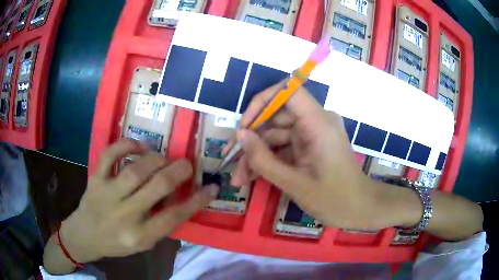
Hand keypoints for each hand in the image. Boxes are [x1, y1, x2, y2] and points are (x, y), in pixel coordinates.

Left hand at [58, 140, 217, 263]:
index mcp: (140, 235)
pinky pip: (110, 155)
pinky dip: (126, 145)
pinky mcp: (95, 179)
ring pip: (136, 170)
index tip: (212, 188)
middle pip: (157, 187)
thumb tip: (181, 199)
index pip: (174, 216)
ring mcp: (107, 194)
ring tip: (164, 158)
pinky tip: (139, 145)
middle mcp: (125, 215)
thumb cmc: (117, 242)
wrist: (85, 235)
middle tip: (187, 164)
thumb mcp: (143, 243)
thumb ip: (161, 224)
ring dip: (156, 159)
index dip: (197, 201)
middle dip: (178, 172)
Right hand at [231, 83, 406, 230]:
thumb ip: (263, 160)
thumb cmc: (334, 199)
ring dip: (257, 155)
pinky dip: (269, 160)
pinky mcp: (310, 146)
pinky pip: (284, 146)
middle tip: (232, 163)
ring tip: (239, 179)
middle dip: (253, 140)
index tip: (244, 126)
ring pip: (277, 135)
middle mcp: (315, 121)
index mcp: (318, 123)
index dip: (262, 102)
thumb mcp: (294, 183)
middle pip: (276, 117)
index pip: (288, 91)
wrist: (360, 209)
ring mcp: (313, 134)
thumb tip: (241, 136)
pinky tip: (252, 177)